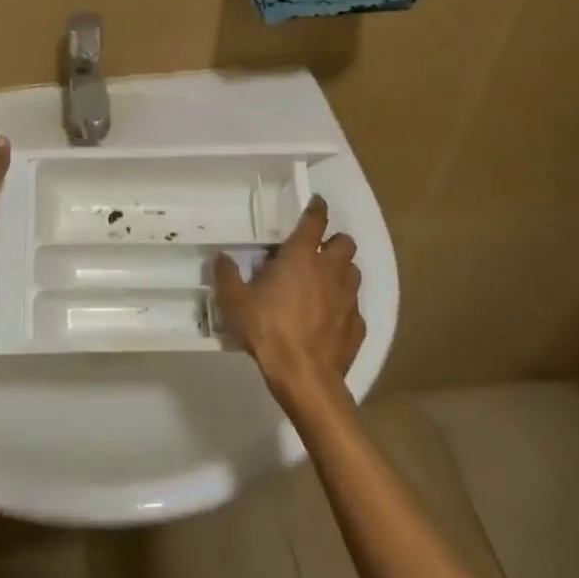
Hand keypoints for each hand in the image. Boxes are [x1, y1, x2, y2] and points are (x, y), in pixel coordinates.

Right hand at [213, 195, 363, 410]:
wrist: (305, 375)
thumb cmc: (268, 329)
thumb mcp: (235, 302)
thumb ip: (227, 276)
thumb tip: (221, 257)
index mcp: (301, 257)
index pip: (315, 221)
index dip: (317, 208)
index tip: (316, 202)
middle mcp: (330, 271)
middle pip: (346, 243)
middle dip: (335, 242)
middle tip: (318, 250)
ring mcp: (348, 298)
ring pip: (354, 272)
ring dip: (342, 271)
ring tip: (325, 282)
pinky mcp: (357, 325)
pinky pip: (354, 307)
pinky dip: (344, 306)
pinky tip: (330, 318)